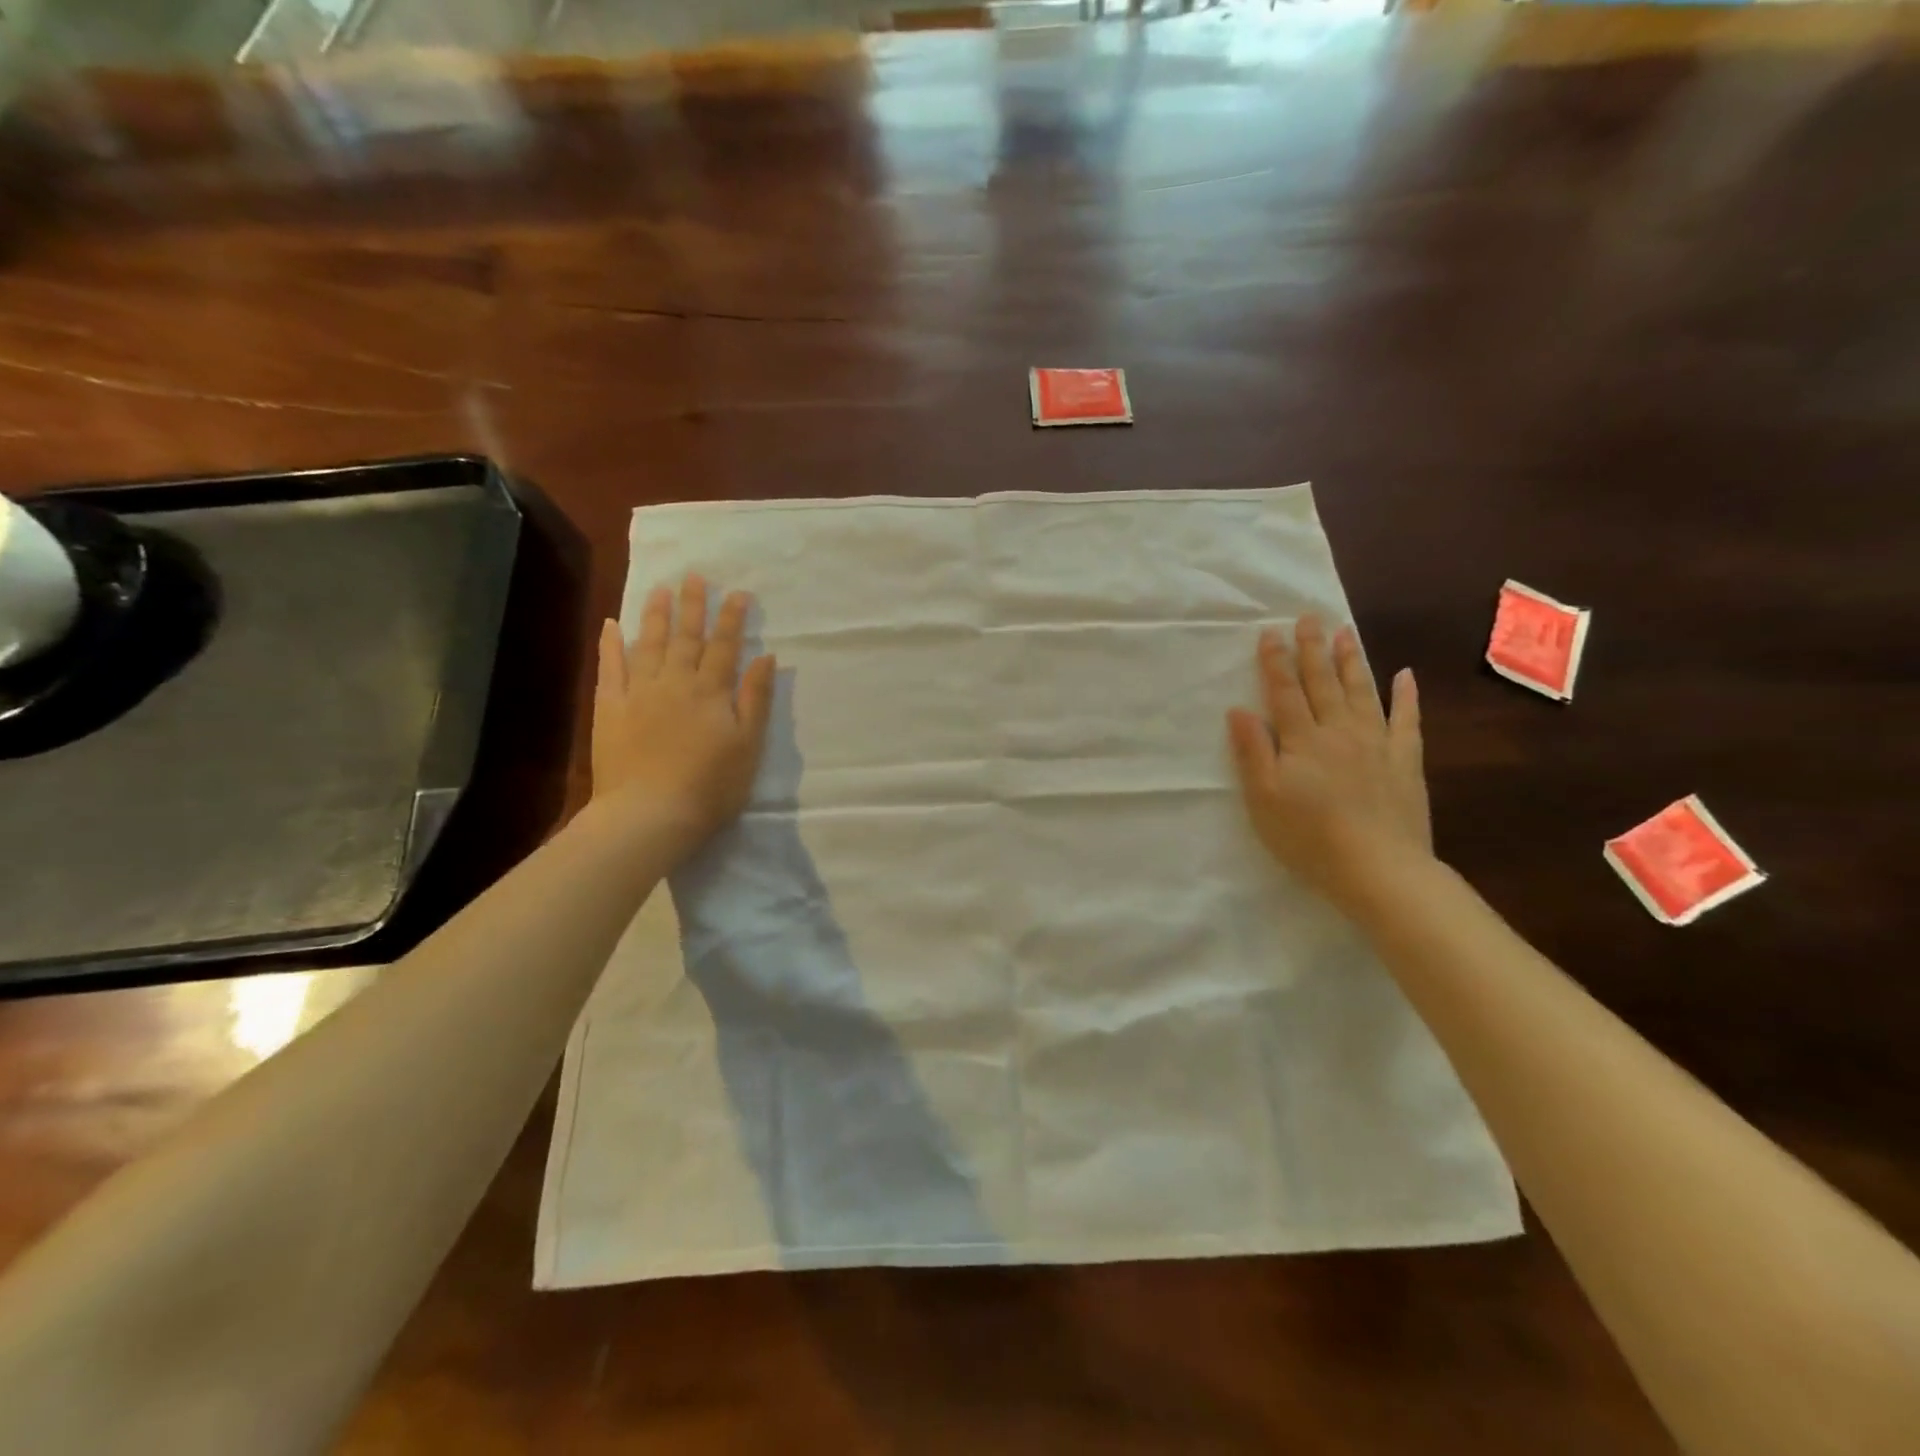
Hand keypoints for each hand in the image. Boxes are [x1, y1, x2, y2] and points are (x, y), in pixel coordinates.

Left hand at [591, 574, 775, 858]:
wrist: (650, 814)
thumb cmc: (711, 786)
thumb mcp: (748, 746)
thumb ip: (756, 699)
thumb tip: (765, 657)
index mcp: (712, 692)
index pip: (725, 647)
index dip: (733, 619)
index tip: (738, 593)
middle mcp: (676, 682)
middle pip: (687, 637)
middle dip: (693, 606)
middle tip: (695, 575)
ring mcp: (639, 693)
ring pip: (649, 644)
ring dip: (655, 615)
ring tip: (660, 589)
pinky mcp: (610, 708)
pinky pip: (610, 668)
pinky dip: (611, 645)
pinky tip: (611, 625)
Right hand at [1226, 615, 1431, 912]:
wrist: (1379, 870)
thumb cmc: (1309, 838)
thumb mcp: (1264, 799)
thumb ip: (1252, 752)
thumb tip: (1239, 709)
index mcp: (1302, 741)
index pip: (1284, 692)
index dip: (1275, 662)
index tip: (1270, 632)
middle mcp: (1339, 731)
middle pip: (1323, 683)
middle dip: (1313, 649)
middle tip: (1310, 616)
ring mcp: (1376, 743)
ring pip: (1362, 691)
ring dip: (1352, 660)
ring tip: (1346, 632)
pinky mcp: (1405, 761)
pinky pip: (1406, 720)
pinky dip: (1406, 695)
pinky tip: (1405, 674)